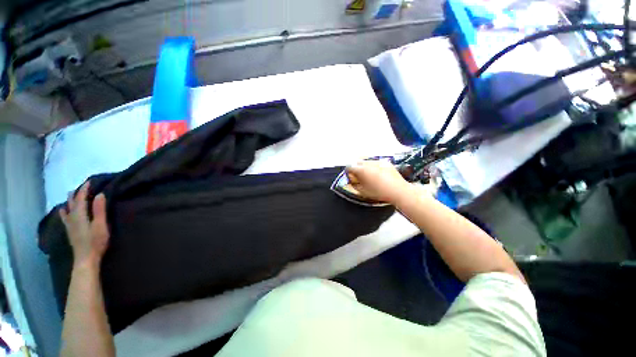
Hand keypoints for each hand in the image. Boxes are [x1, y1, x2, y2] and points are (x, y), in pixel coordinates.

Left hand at [60, 182, 109, 267]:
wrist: (86, 259)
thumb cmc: (96, 241)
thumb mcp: (101, 225)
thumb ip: (99, 210)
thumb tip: (100, 194)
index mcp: (80, 214)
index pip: (81, 198)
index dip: (85, 189)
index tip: (90, 181)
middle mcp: (72, 217)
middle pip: (72, 202)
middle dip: (76, 193)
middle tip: (82, 187)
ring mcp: (69, 225)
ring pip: (67, 208)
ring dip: (69, 201)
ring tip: (71, 195)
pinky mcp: (69, 231)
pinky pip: (64, 217)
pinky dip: (64, 210)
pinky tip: (62, 210)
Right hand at [346, 160, 411, 203]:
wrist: (398, 190)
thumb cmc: (379, 193)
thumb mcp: (363, 191)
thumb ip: (355, 185)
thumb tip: (351, 181)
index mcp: (361, 170)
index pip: (349, 167)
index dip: (348, 171)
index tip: (350, 176)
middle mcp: (368, 163)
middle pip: (357, 162)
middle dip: (356, 167)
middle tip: (358, 175)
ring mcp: (378, 161)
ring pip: (366, 161)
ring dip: (364, 166)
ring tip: (368, 174)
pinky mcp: (385, 162)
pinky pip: (375, 162)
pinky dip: (373, 166)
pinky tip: (377, 173)